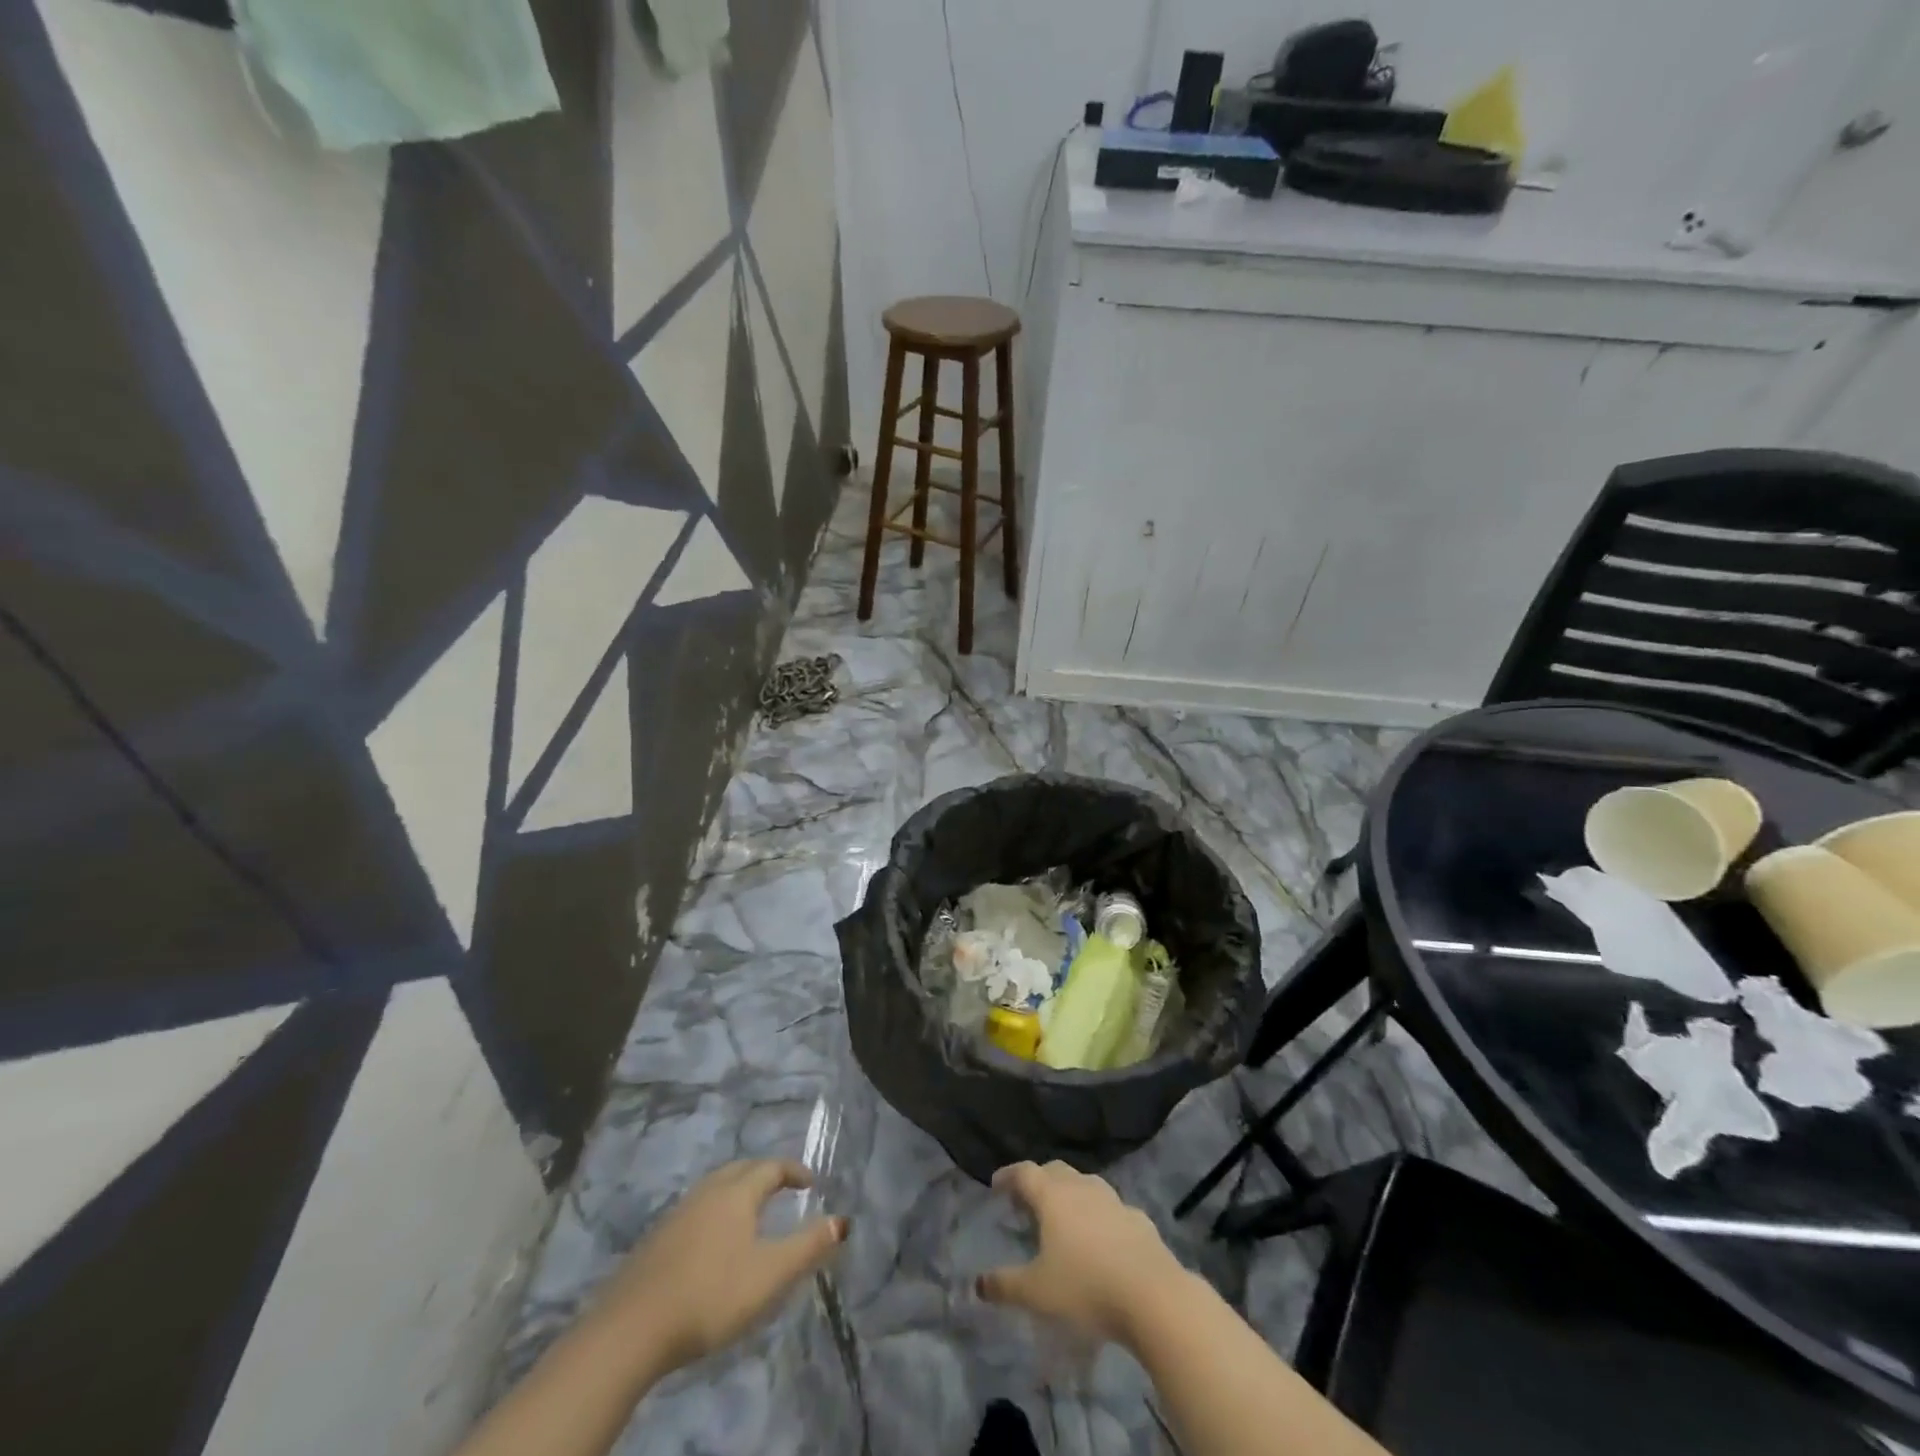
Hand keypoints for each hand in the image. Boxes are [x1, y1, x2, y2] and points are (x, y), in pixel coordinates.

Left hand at [591, 1160, 846, 1376]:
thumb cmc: (712, 1295)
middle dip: (764, 1173)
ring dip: (737, 1190)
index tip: (810, 1183)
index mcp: (737, 1193)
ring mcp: (677, 1214)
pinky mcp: (655, 1241)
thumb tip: (842, 1220)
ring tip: (750, 1213)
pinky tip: (712, 1242)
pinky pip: (695, 1210)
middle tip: (782, 1189)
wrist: (631, 1329)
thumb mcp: (770, 1275)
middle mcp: (708, 1192)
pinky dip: (714, 1212)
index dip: (793, 1171)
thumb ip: (808, 1247)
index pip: (771, 1167)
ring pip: (714, 1187)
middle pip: (740, 1169)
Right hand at [977, 1161, 1188, 1347]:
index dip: (1008, 1175)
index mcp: (1053, 1196)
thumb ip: (1005, 1285)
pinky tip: (1101, 1239)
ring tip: (1063, 1218)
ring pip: (1085, 1185)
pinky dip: (1098, 1216)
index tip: (996, 1184)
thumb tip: (978, 1284)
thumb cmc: (1086, 1287)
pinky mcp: (1138, 1219)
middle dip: (1038, 1181)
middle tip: (1027, 1201)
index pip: (1024, 1172)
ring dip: (1070, 1195)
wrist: (1153, 1295)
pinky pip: (1110, 1209)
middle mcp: (1082, 1187)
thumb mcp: (1037, 1292)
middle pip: (1055, 1171)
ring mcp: (1114, 1200)